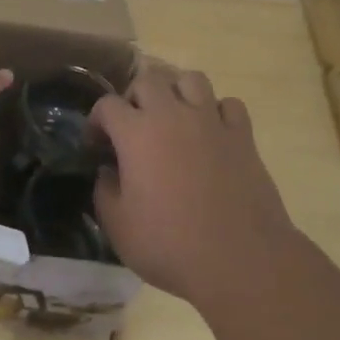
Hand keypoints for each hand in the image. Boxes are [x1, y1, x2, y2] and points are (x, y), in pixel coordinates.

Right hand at [91, 62, 294, 307]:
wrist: (240, 260)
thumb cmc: (171, 245)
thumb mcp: (118, 227)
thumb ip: (104, 191)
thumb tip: (108, 171)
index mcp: (136, 133)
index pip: (107, 104)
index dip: (97, 120)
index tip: (97, 144)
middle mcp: (172, 115)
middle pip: (149, 79)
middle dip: (135, 97)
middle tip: (134, 125)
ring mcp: (211, 121)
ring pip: (191, 79)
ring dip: (177, 92)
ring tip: (174, 117)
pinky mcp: (243, 136)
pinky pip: (229, 105)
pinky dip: (218, 112)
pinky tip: (212, 133)